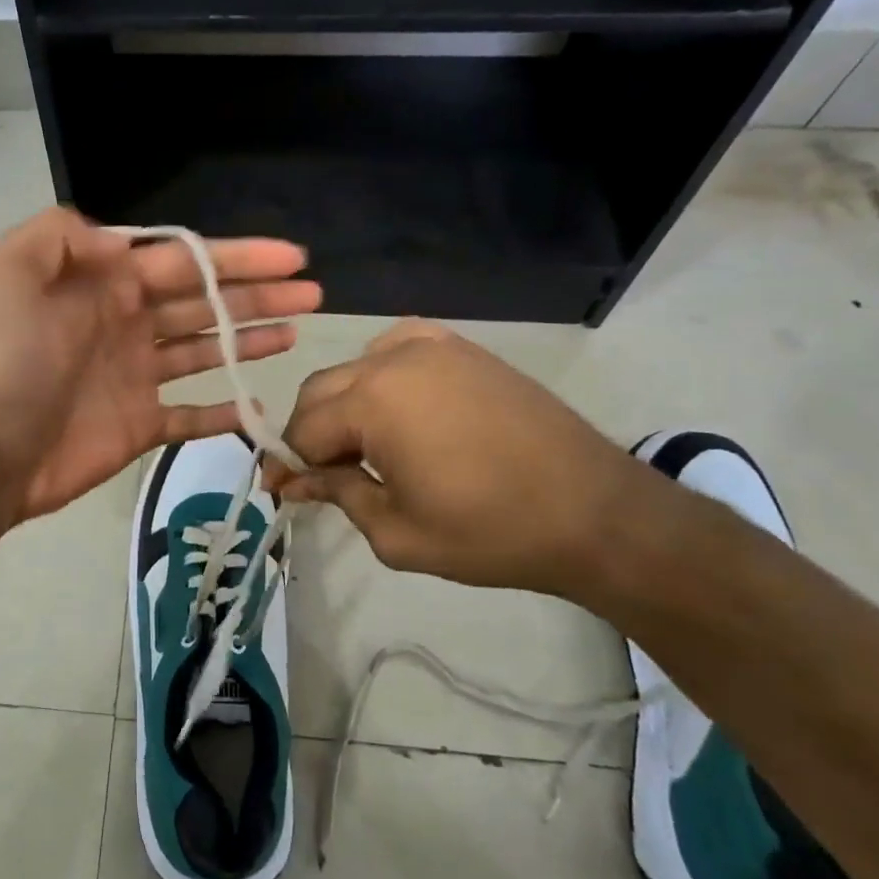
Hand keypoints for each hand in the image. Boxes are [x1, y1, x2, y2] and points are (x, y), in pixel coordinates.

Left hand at [0, 207, 321, 522]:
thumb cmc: (4, 360)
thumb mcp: (7, 272)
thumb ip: (60, 236)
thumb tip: (118, 238)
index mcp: (102, 283)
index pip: (182, 259)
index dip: (237, 256)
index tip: (290, 256)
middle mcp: (124, 321)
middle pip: (203, 300)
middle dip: (257, 294)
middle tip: (312, 293)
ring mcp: (135, 375)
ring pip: (204, 349)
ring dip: (249, 338)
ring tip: (297, 331)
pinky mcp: (140, 424)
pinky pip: (191, 415)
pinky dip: (223, 410)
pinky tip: (259, 404)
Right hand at [261, 321, 650, 598]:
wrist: (594, 512)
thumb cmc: (490, 532)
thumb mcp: (396, 532)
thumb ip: (337, 495)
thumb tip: (296, 480)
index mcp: (372, 401)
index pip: (303, 429)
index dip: (289, 463)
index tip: (284, 491)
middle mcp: (393, 359)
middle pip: (320, 392)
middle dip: (311, 435)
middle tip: (320, 477)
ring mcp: (432, 346)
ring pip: (355, 369)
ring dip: (344, 406)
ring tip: (362, 448)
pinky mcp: (463, 349)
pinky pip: (397, 349)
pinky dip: (381, 376)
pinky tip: (398, 407)